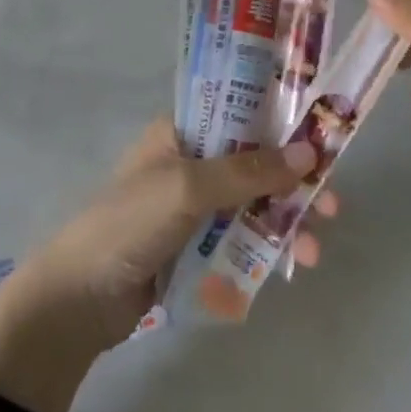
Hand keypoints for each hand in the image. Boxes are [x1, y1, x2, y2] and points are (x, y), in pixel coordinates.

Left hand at [10, 118, 335, 353]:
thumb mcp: (188, 187)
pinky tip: (291, 264)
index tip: (323, 137)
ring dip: (287, 220)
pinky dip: (268, 246)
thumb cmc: (129, 224)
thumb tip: (310, 154)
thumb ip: (248, 171)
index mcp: (183, 131)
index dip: (283, 121)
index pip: (241, 112)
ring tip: (313, 250)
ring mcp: (195, 206)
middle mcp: (192, 161)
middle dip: (294, 182)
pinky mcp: (196, 246)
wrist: (79, 299)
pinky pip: (242, 237)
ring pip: (254, 203)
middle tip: (332, 202)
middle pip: (256, 161)